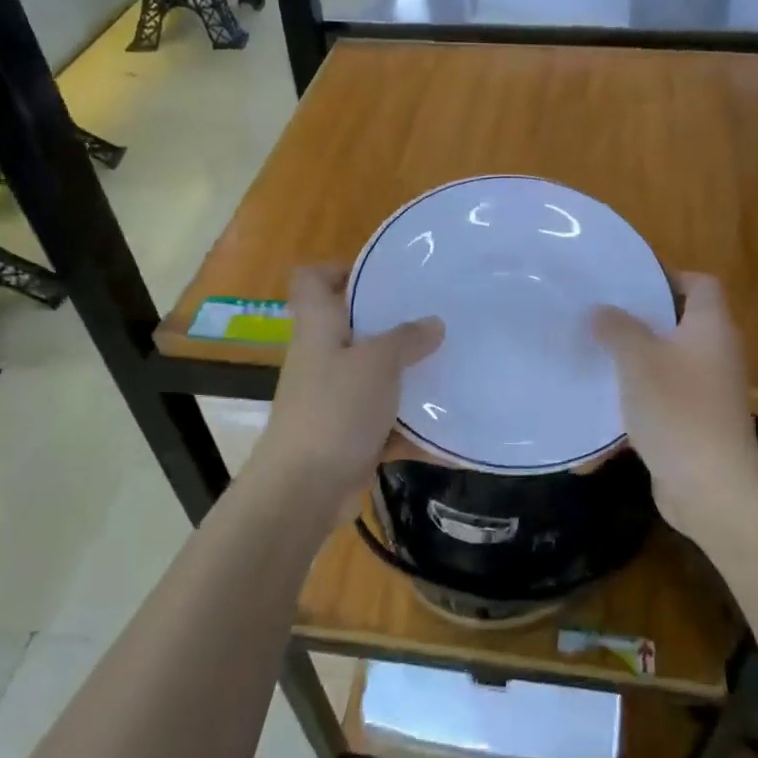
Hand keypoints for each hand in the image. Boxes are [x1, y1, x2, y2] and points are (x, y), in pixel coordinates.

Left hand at [250, 265, 443, 498]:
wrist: (305, 489)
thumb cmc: (335, 410)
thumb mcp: (376, 364)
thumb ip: (406, 339)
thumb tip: (433, 323)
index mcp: (319, 329)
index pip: (311, 280)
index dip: (340, 269)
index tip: (383, 275)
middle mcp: (323, 359)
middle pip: (353, 327)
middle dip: (393, 324)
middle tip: (436, 318)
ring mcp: (336, 400)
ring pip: (375, 377)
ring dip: (409, 377)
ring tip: (452, 366)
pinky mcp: (350, 436)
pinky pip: (388, 423)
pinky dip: (414, 428)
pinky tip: (451, 432)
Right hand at [592, 273, 757, 541]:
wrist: (711, 487)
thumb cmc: (677, 410)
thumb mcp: (639, 360)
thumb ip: (617, 329)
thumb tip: (601, 310)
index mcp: (710, 329)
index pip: (701, 284)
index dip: (668, 276)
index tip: (628, 283)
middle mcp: (715, 355)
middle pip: (680, 324)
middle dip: (640, 321)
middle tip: (599, 318)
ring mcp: (708, 393)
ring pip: (667, 364)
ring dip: (634, 363)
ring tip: (594, 357)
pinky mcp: (694, 425)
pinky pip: (662, 401)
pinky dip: (636, 402)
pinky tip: (601, 410)